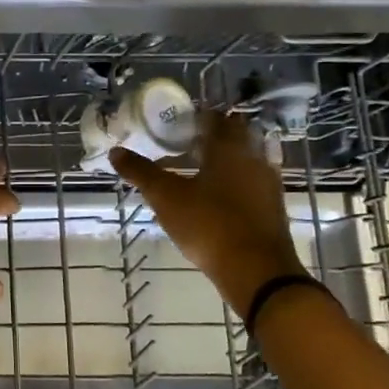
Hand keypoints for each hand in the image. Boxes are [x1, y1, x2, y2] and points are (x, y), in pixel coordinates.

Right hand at [109, 110, 306, 316]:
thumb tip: (116, 152)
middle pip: (233, 137)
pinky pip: (250, 182)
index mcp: (228, 148)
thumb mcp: (166, 197)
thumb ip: (141, 172)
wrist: (257, 270)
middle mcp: (253, 158)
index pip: (214, 119)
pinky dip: (233, 182)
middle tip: (181, 145)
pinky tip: (214, 198)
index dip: (194, 117)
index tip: (174, 124)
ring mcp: (267, 183)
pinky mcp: (272, 207)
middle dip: (209, 137)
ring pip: (244, 160)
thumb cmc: (209, 224)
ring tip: (195, 171)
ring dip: (222, 160)